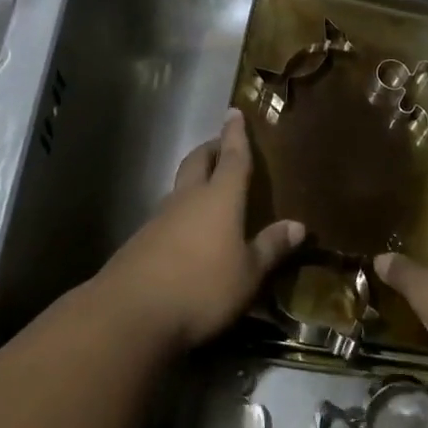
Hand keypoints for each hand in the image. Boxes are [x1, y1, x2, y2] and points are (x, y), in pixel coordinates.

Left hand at [91, 110, 303, 351]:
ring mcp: (159, 218)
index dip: (235, 134)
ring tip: (209, 190)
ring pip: (180, 187)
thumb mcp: (248, 274)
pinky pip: (167, 215)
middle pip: (198, 162)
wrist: (130, 314)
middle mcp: (187, 199)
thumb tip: (298, 226)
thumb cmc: (201, 288)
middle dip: (211, 149)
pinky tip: (188, 232)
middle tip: (222, 145)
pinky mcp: (141, 241)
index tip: (233, 112)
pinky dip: (181, 212)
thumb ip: (271, 248)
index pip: (233, 157)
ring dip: (194, 180)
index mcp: (219, 198)